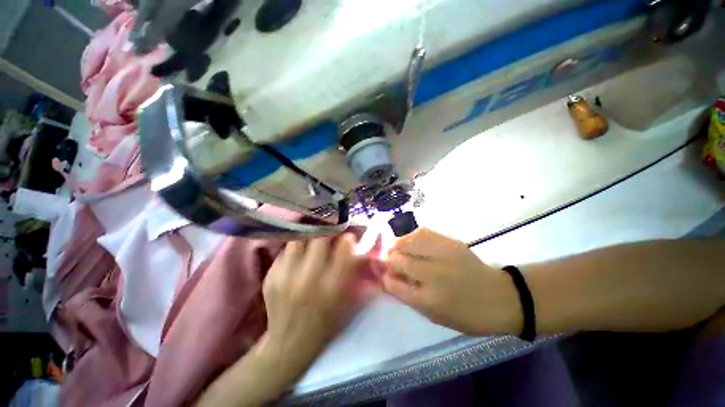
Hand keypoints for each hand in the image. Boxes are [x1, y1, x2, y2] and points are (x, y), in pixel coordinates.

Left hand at [195, 235, 380, 406]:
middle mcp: (309, 279)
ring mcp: (286, 277)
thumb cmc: (325, 321)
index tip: (347, 235)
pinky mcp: (270, 277)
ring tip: (312, 239)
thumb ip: (351, 268)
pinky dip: (295, 249)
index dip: (346, 238)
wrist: (290, 342)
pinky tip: (298, 256)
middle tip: (329, 232)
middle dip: (327, 231)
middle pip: (319, 238)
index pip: (343, 248)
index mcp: (332, 287)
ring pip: (298, 239)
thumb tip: (350, 240)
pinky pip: (285, 251)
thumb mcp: (346, 299)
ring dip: (308, 236)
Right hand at [383, 229, 521, 335]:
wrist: (500, 297)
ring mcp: (442, 254)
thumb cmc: (465, 313)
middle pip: (397, 259)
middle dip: (388, 259)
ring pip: (407, 241)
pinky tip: (412, 241)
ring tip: (396, 248)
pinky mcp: (450, 241)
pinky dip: (411, 236)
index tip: (383, 274)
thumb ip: (407, 295)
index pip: (393, 283)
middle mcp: (433, 275)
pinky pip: (422, 232)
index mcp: (429, 300)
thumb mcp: (433, 314)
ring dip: (397, 245)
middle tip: (389, 260)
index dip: (384, 276)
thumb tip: (387, 277)